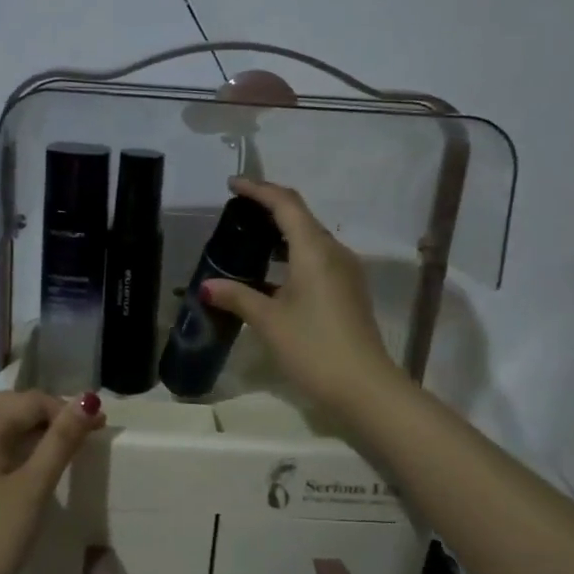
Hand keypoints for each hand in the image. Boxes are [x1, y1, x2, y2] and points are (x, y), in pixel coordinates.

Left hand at [0, 390, 105, 573]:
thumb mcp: (34, 487)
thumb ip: (60, 441)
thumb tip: (86, 401)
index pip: (30, 401)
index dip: (66, 409)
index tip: (98, 428)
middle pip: (4, 403)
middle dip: (42, 410)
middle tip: (74, 432)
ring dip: (21, 424)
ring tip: (51, 444)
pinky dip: (6, 442)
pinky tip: (22, 467)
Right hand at [202, 177, 408, 418]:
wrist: (365, 388)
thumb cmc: (314, 348)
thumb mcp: (269, 322)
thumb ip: (238, 297)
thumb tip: (207, 286)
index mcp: (314, 251)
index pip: (285, 204)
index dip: (258, 189)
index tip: (232, 185)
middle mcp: (334, 253)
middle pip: (300, 217)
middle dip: (269, 209)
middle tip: (236, 213)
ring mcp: (346, 272)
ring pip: (310, 240)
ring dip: (281, 234)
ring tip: (249, 242)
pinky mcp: (348, 292)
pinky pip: (317, 260)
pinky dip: (292, 256)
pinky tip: (271, 275)